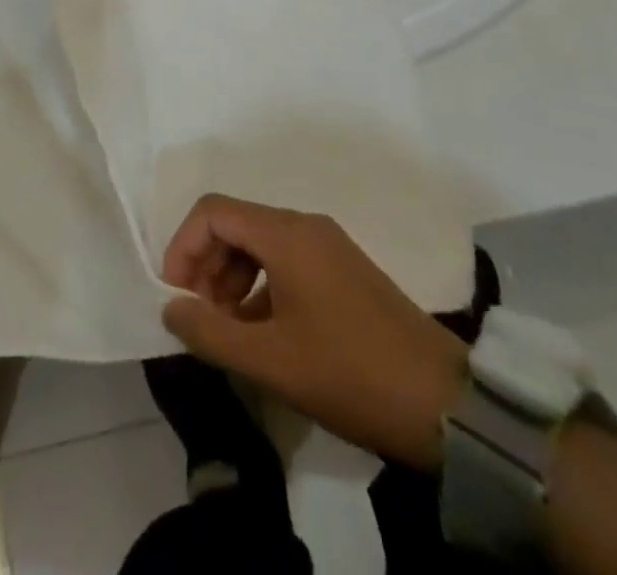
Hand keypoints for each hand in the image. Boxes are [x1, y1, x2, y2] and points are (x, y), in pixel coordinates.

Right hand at [161, 194, 468, 472]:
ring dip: (231, 278)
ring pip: (260, 244)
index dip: (183, 247)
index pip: (213, 212)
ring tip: (226, 330)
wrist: (444, 404)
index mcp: (286, 234)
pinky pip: (286, 262)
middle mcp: (305, 226)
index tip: (176, 296)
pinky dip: (260, 287)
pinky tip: (261, 334)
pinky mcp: (343, 270)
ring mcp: (328, 246)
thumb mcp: (269, 361)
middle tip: (199, 318)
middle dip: (206, 265)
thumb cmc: (349, 373)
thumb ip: (210, 331)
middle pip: (235, 224)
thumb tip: (172, 307)